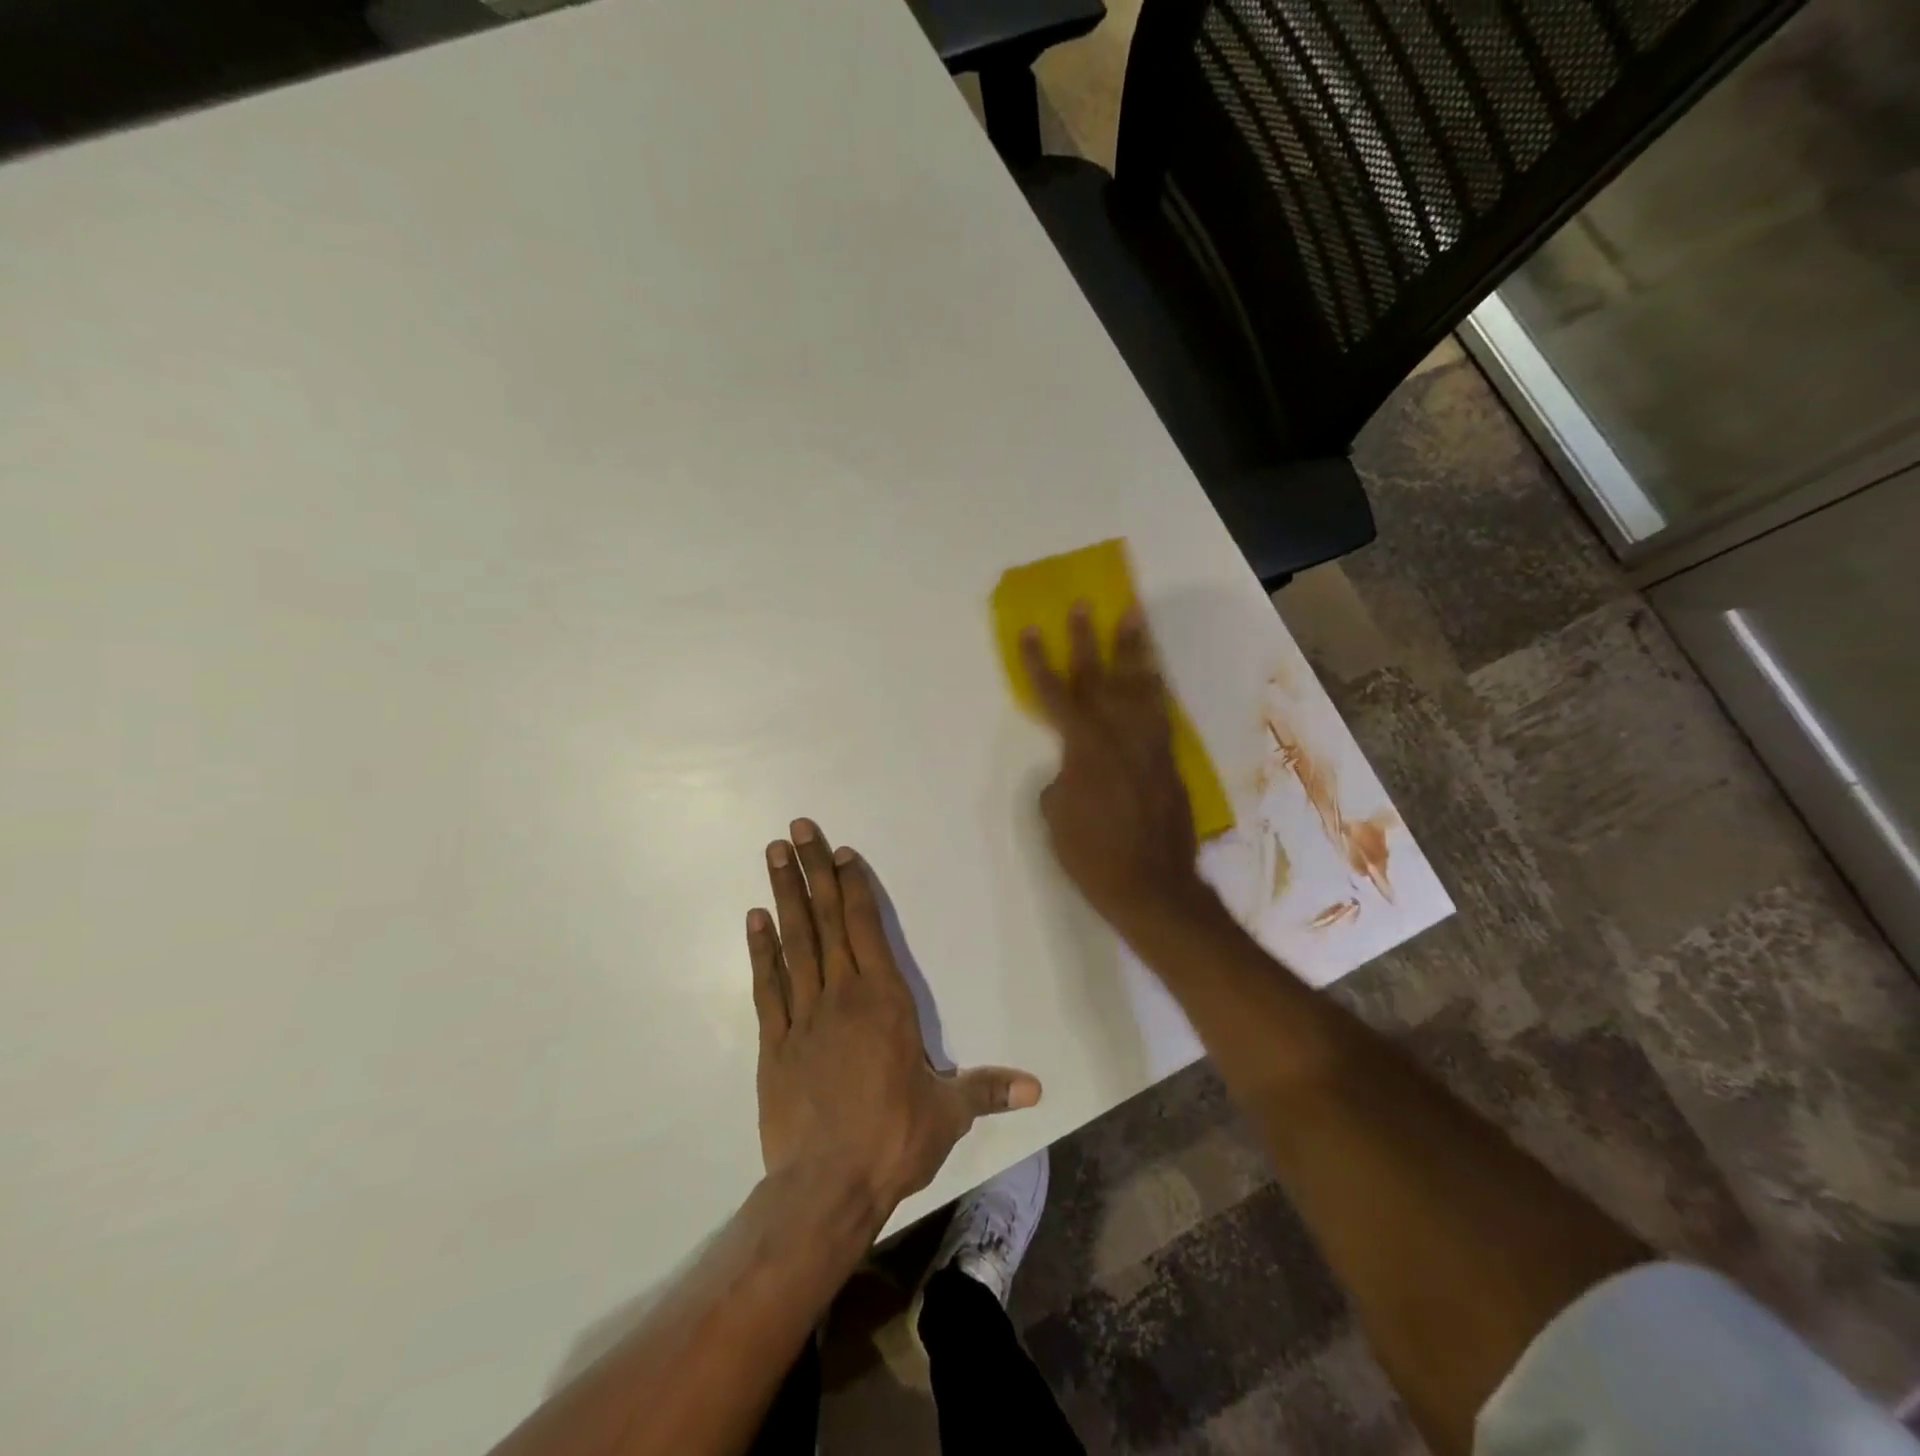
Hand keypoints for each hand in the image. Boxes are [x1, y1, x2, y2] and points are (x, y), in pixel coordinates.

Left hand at [748, 819, 1041, 1220]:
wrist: (826, 1186)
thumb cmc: (893, 1140)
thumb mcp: (948, 1114)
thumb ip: (987, 1090)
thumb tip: (1037, 1089)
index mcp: (885, 1000)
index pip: (867, 928)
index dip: (854, 886)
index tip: (840, 852)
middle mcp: (842, 995)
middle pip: (828, 920)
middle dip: (813, 871)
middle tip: (797, 829)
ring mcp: (803, 1015)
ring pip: (794, 942)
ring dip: (784, 896)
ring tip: (774, 855)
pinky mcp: (774, 1042)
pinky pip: (766, 986)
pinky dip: (760, 951)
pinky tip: (754, 919)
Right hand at [1021, 604, 1211, 936]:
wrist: (1152, 886)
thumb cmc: (1091, 855)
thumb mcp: (1055, 815)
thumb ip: (1061, 778)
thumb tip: (1073, 767)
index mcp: (1084, 748)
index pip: (1055, 695)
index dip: (1039, 662)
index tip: (1031, 629)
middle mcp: (1119, 735)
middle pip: (1101, 677)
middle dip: (1089, 639)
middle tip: (1085, 605)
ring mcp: (1150, 745)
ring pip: (1141, 686)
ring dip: (1134, 650)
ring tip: (1134, 618)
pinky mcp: (1169, 759)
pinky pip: (1161, 711)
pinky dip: (1155, 687)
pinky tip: (1153, 674)